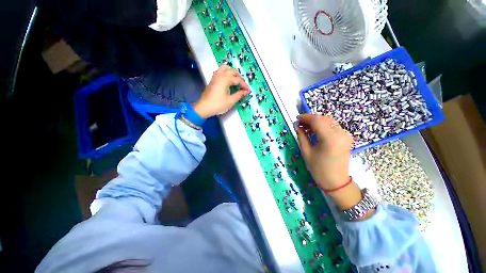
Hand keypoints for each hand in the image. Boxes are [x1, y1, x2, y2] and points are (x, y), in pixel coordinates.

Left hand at [193, 64, 250, 118]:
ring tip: (236, 81)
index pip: (238, 80)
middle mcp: (220, 75)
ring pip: (226, 68)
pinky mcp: (213, 79)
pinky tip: (228, 80)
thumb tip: (245, 92)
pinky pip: (220, 71)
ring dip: (232, 73)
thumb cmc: (218, 105)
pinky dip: (226, 73)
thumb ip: (239, 95)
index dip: (244, 85)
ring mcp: (215, 76)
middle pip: (233, 71)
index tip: (248, 91)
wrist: (204, 107)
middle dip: (239, 78)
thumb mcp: (231, 101)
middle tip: (243, 86)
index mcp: (225, 79)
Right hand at [296, 114, 352, 189]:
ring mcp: (346, 135)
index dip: (306, 117)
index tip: (297, 119)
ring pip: (329, 121)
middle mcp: (341, 134)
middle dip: (310, 119)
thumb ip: (301, 136)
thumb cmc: (319, 169)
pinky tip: (315, 131)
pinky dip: (323, 126)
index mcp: (330, 138)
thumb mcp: (306, 152)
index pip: (317, 120)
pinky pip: (333, 126)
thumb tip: (297, 125)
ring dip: (317, 122)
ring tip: (306, 128)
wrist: (336, 182)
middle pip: (324, 118)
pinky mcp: (346, 137)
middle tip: (300, 124)